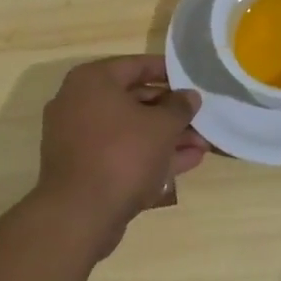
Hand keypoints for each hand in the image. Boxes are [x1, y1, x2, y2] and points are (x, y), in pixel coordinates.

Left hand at [37, 56, 207, 257]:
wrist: (79, 215)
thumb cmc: (122, 154)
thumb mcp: (162, 126)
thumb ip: (179, 107)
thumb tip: (189, 96)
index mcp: (93, 81)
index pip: (137, 65)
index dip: (168, 72)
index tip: (192, 80)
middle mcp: (79, 102)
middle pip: (134, 99)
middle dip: (171, 111)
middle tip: (200, 117)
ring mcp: (78, 137)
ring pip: (130, 129)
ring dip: (166, 136)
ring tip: (202, 143)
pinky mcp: (83, 167)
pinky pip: (121, 151)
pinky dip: (150, 154)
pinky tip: (187, 161)